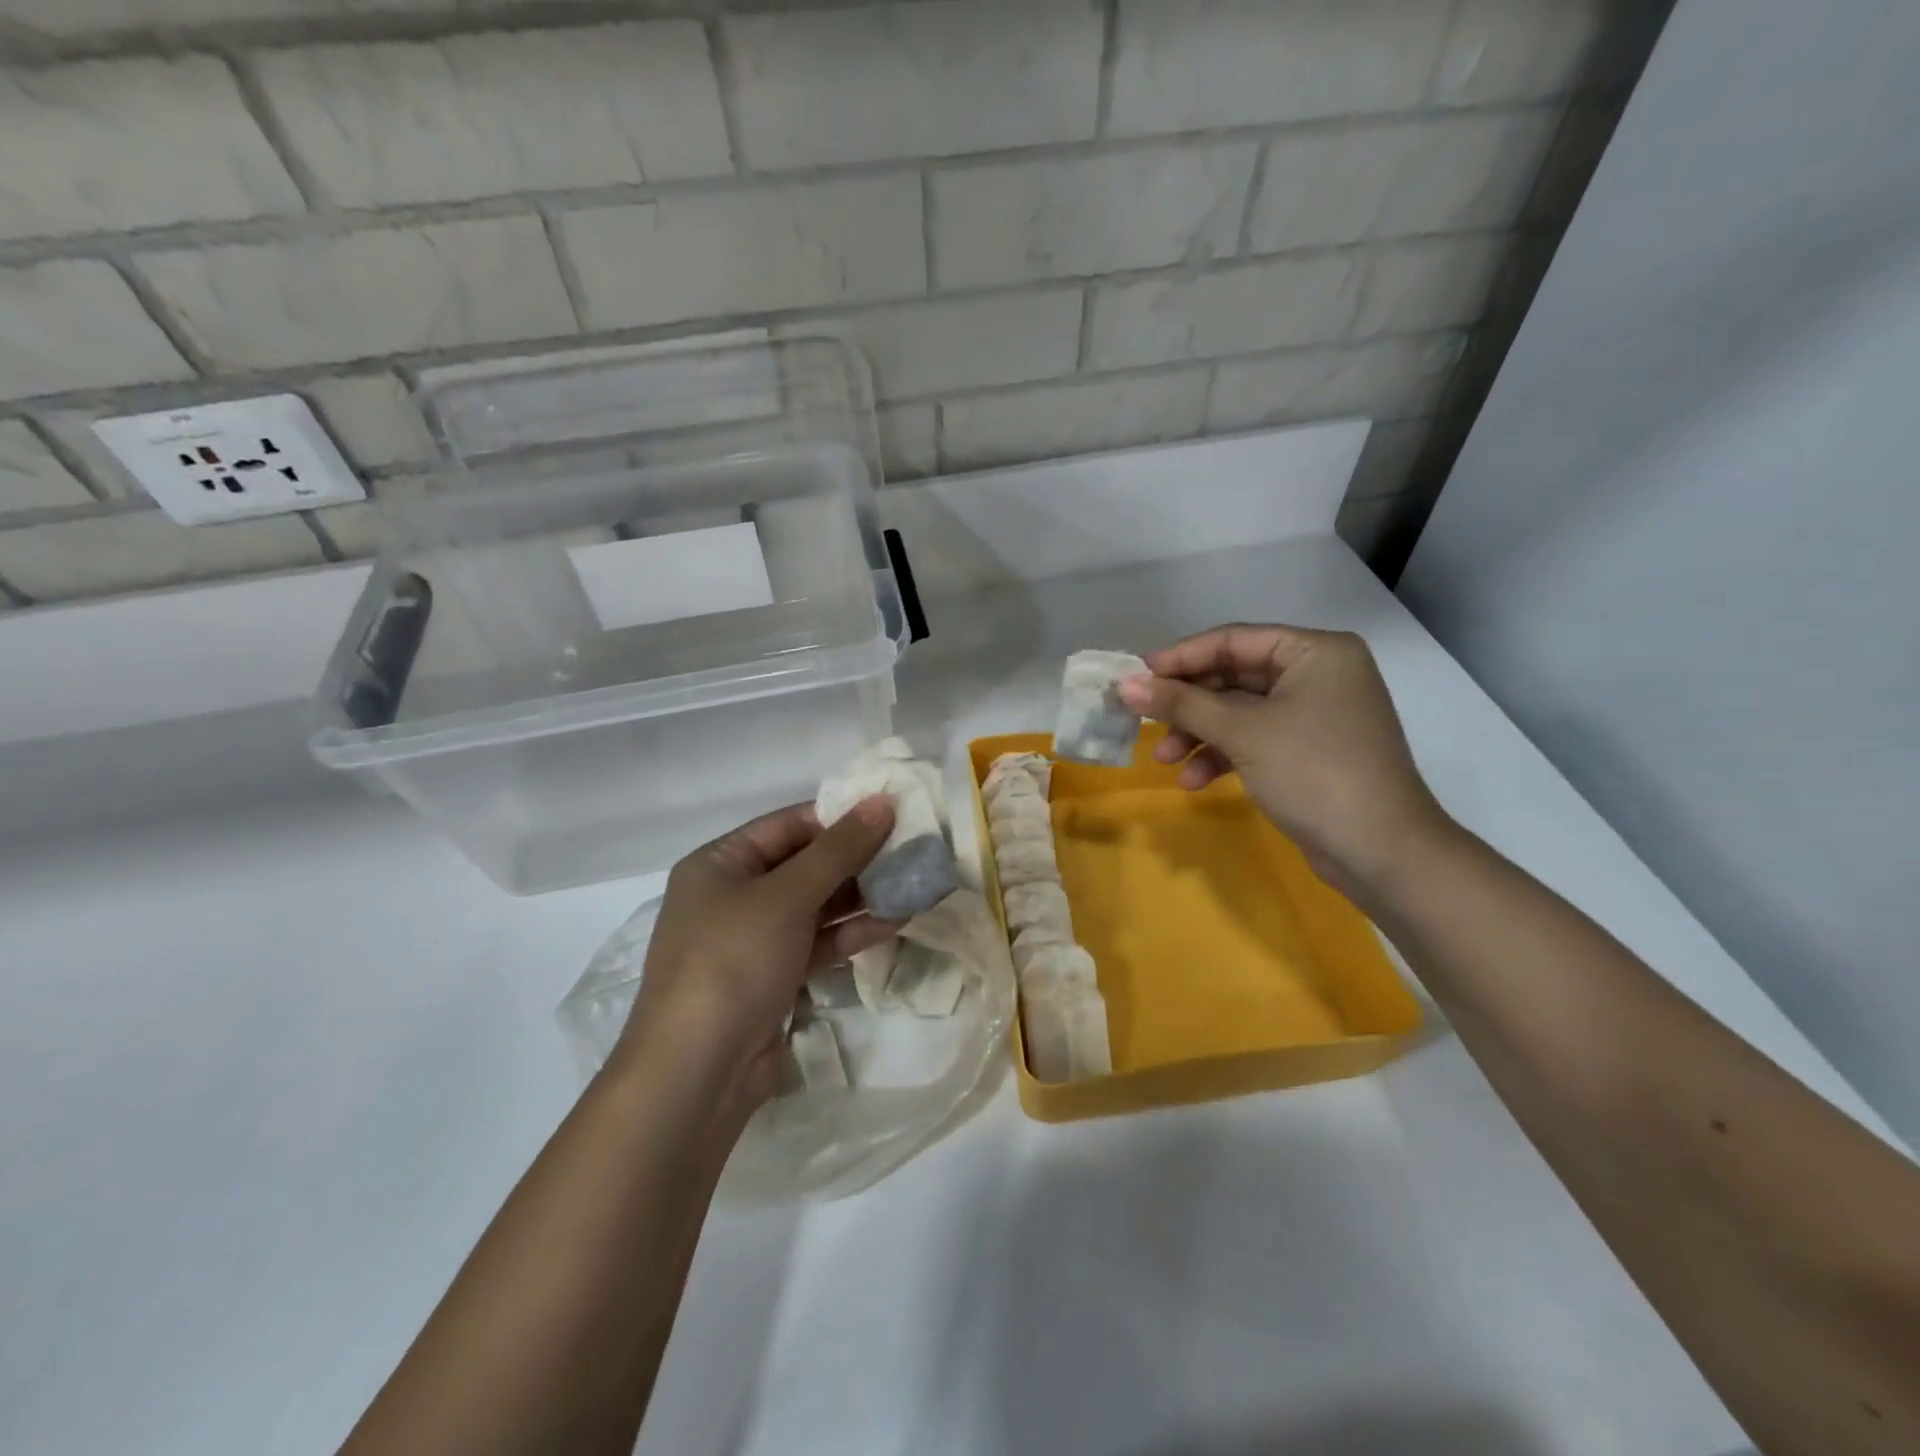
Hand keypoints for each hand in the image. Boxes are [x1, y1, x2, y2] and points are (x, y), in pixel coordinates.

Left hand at [617, 798, 901, 1116]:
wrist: (696, 1074)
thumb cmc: (733, 962)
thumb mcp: (787, 896)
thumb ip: (839, 849)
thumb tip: (882, 801)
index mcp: (720, 863)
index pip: (788, 825)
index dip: (839, 816)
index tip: (891, 812)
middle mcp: (733, 895)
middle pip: (804, 864)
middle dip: (857, 859)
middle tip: (911, 848)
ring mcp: (753, 940)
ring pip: (816, 906)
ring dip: (861, 896)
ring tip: (913, 882)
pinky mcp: (773, 977)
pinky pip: (817, 942)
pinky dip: (850, 933)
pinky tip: (894, 921)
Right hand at [1118, 624, 1452, 901]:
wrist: (1381, 851)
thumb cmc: (1314, 772)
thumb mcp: (1242, 732)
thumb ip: (1181, 704)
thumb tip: (1125, 685)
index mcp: (1315, 652)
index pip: (1233, 640)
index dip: (1180, 657)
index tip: (1136, 676)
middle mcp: (1318, 674)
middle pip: (1233, 676)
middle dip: (1187, 704)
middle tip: (1142, 719)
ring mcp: (1315, 714)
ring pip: (1239, 712)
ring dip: (1198, 733)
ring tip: (1162, 759)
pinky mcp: (1308, 750)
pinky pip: (1254, 739)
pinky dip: (1223, 755)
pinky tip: (1194, 781)